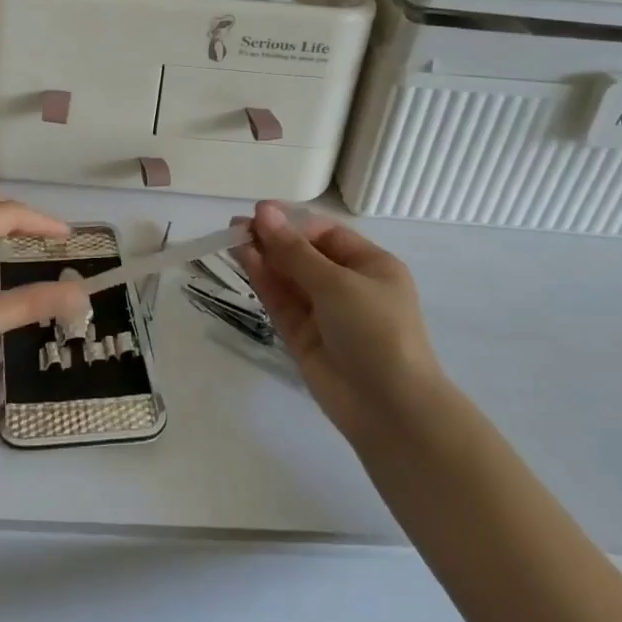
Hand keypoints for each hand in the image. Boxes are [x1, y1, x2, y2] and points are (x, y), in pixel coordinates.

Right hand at [235, 202, 441, 440]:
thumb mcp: (337, 283)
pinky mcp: (303, 337)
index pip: (325, 233)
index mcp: (370, 265)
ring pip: (288, 278)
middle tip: (235, 226)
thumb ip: (294, 250)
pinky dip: (264, 282)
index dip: (291, 221)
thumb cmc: (375, 331)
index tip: (258, 213)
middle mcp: (347, 285)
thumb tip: (263, 213)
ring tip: (232, 240)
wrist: (389, 408)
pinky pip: (281, 302)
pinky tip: (245, 262)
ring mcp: (324, 313)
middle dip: (272, 239)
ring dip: (263, 258)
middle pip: (304, 254)